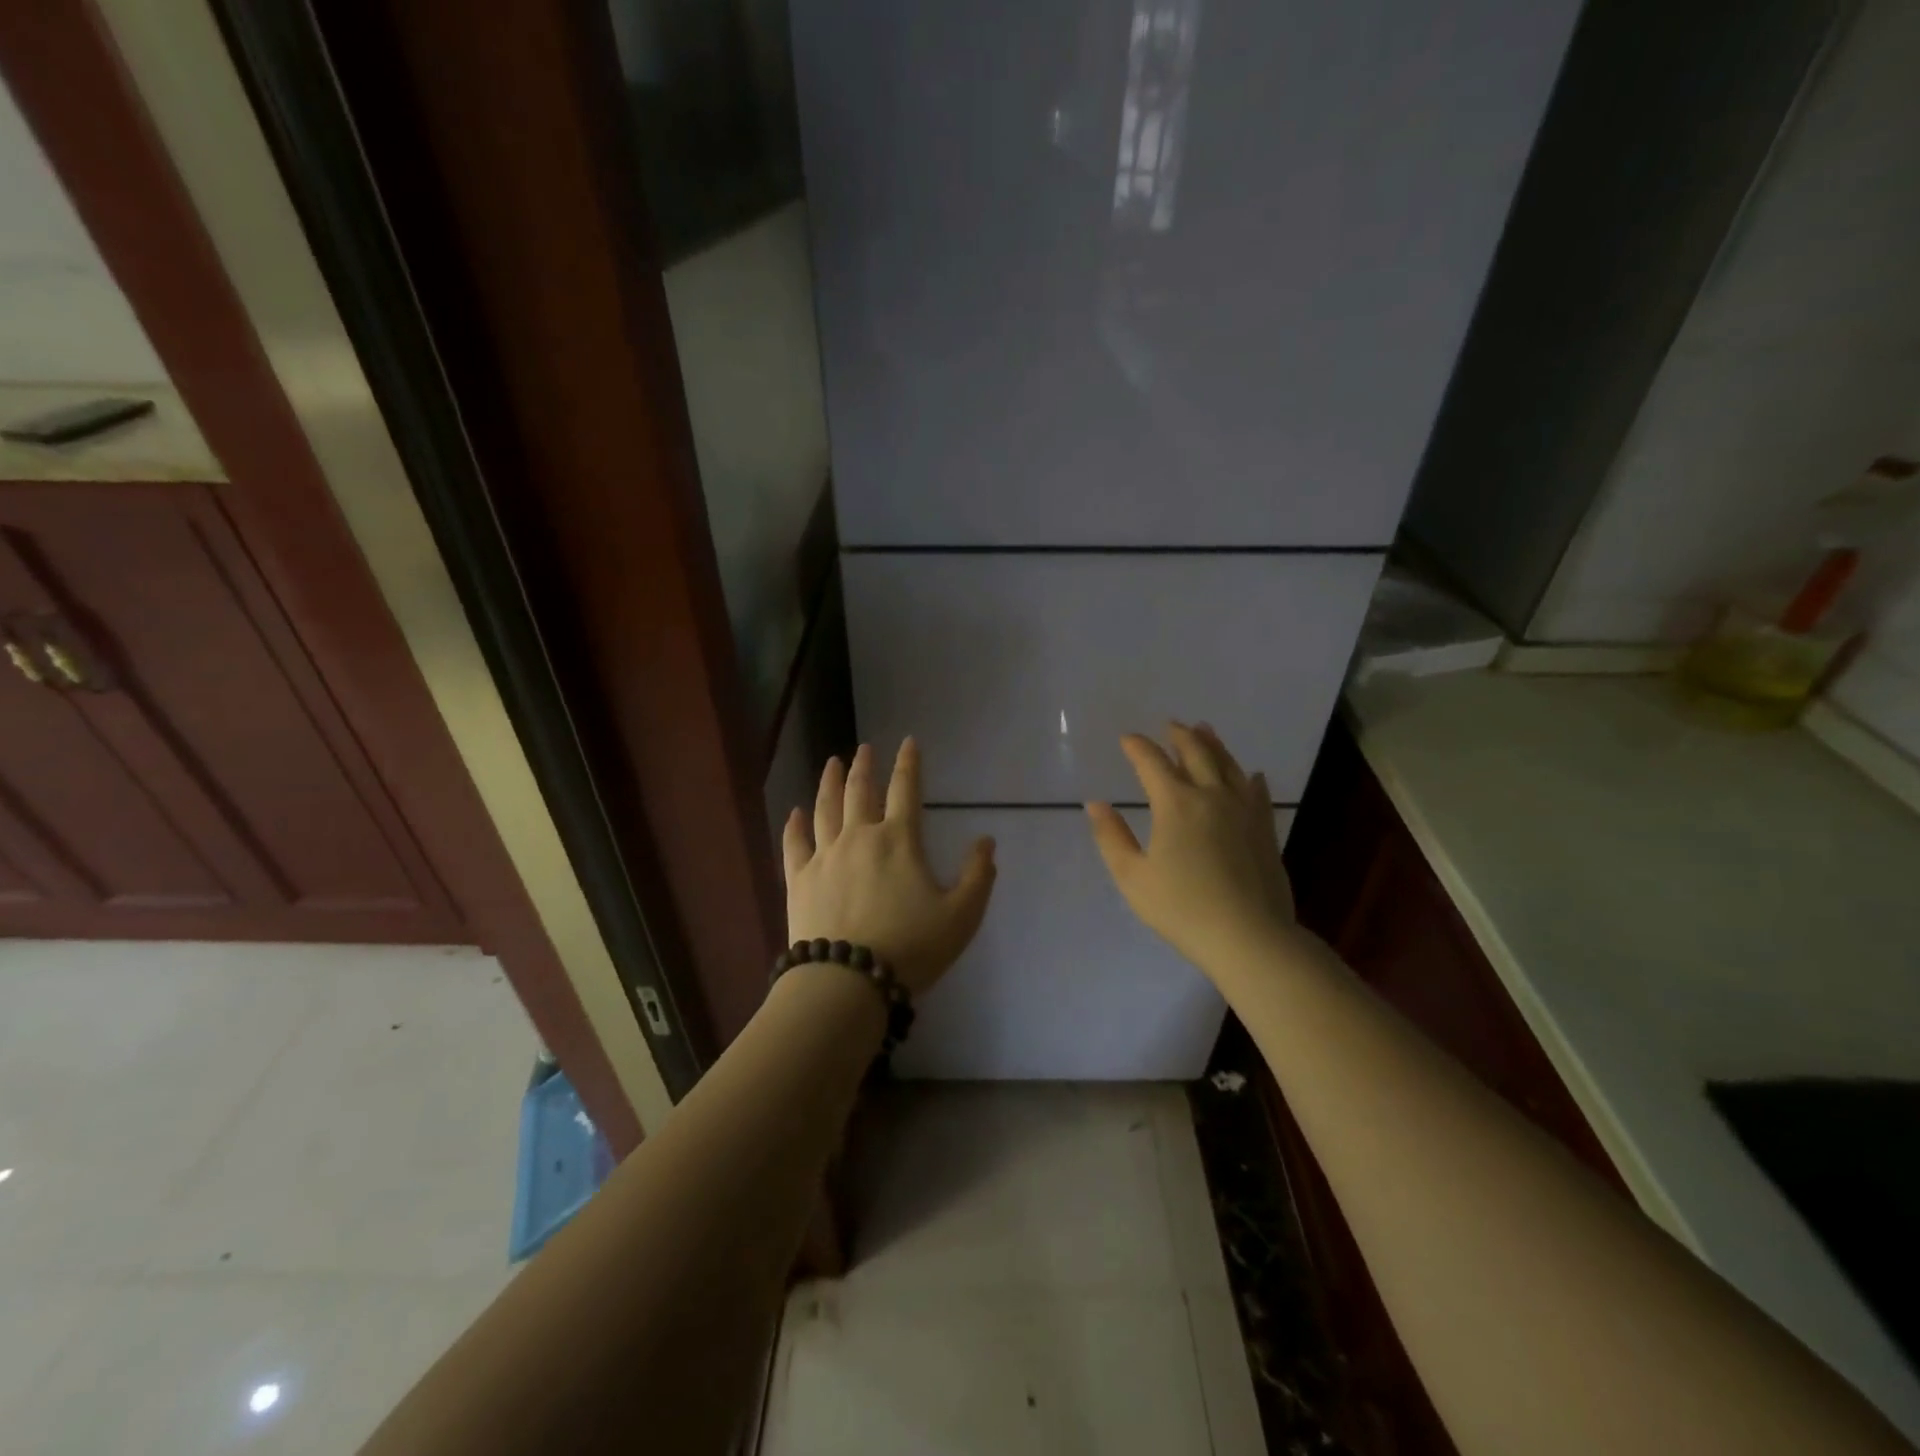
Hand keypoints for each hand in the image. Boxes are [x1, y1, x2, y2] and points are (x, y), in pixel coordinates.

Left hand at [783, 739, 996, 996]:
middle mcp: (859, 837)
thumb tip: (987, 841)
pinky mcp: (798, 879)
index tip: (908, 742)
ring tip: (832, 764)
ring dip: (830, 783)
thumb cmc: (911, 947)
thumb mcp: (961, 916)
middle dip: (864, 766)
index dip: (908, 763)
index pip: (906, 790)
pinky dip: (794, 825)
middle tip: (864, 748)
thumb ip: (977, 876)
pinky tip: (794, 812)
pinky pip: (794, 844)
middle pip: (860, 792)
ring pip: (825, 809)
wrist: (848, 980)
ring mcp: (824, 856)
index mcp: (899, 841)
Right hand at [1087, 722, 1295, 973]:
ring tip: (1204, 730)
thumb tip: (1096, 805)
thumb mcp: (1133, 877)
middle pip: (1196, 753)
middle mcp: (1212, 796)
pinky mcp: (1266, 830)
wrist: (1249, 937)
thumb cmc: (1182, 909)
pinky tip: (1252, 775)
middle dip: (1179, 736)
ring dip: (1213, 745)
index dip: (1137, 747)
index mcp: (1175, 804)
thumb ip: (1112, 837)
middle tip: (1169, 724)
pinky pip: (1258, 792)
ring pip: (1229, 765)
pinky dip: (1250, 778)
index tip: (1127, 738)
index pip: (1152, 763)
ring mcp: (1244, 810)